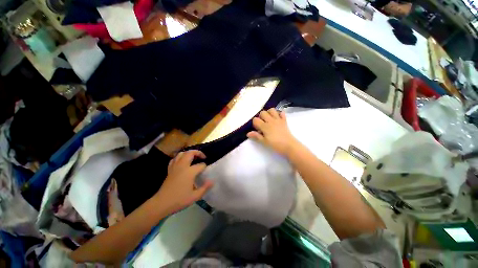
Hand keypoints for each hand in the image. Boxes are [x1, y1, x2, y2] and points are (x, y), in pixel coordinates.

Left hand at [155, 150, 212, 213]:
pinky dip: (179, 157)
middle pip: (190, 153)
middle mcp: (182, 166)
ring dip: (188, 153)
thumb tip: (212, 181)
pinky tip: (182, 161)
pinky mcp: (169, 170)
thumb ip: (205, 188)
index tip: (206, 171)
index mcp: (190, 172)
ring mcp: (175, 167)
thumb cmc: (179, 200)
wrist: (161, 203)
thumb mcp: (195, 196)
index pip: (201, 165)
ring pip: (181, 154)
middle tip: (203, 157)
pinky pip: (174, 159)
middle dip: (198, 153)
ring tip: (193, 157)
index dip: (205, 167)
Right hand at [247, 108, 298, 154]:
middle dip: (261, 117)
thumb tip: (248, 133)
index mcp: (265, 126)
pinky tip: (277, 118)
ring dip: (269, 113)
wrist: (289, 146)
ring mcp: (278, 119)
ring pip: (272, 110)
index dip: (255, 123)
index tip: (257, 128)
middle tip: (262, 123)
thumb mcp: (264, 142)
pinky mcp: (284, 120)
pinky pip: (281, 113)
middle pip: (263, 112)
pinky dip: (279, 114)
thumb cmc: (275, 145)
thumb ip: (256, 136)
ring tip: (269, 119)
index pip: (256, 120)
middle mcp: (270, 121)